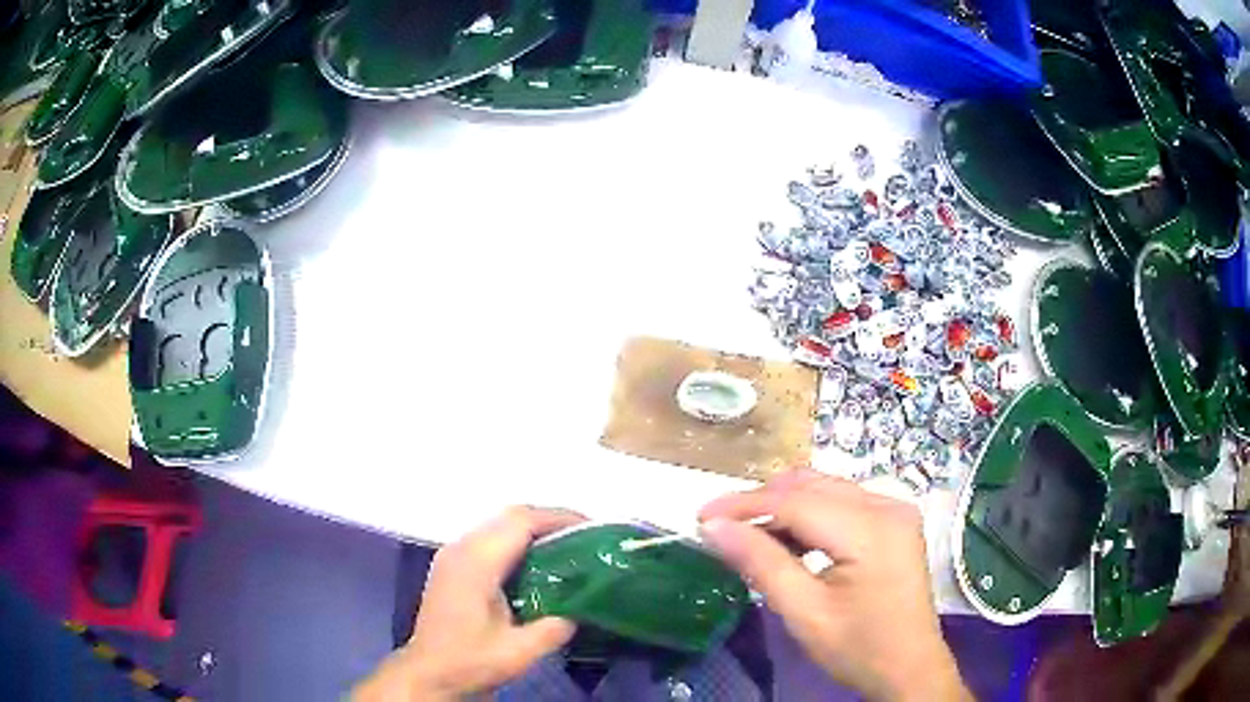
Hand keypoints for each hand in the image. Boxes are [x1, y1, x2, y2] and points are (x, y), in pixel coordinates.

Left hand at [354, 506, 585, 700]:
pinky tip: (535, 563)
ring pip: (498, 525)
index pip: (521, 523)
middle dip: (549, 520)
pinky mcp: (451, 565)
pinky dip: (516, 541)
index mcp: (476, 563)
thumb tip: (582, 608)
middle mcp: (461, 549)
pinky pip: (489, 539)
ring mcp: (452, 555)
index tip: (592, 528)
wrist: (428, 673)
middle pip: (509, 517)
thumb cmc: (470, 661)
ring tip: (567, 546)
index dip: (558, 519)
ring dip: (533, 529)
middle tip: (585, 537)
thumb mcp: (520, 651)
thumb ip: (555, 627)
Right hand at [699, 469, 968, 701]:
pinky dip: (809, 515)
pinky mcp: (894, 521)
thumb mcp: (805, 613)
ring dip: (784, 507)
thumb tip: (714, 527)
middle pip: (812, 487)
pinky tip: (789, 540)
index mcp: (871, 528)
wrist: (909, 668)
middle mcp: (887, 505)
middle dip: (762, 502)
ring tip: (749, 535)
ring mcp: (895, 510)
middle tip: (720, 527)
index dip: (745, 504)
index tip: (701, 516)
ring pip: (826, 490)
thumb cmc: (859, 648)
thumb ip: (761, 564)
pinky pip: (842, 503)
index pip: (797, 501)